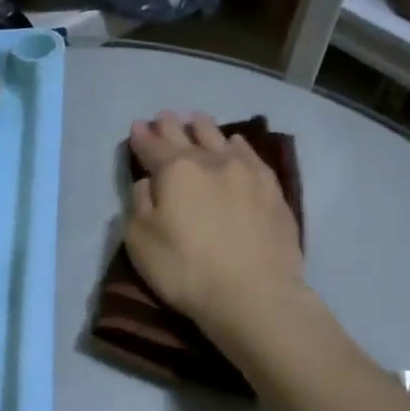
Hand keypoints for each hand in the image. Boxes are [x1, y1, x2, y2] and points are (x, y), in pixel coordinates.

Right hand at [126, 111, 307, 337]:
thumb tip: (147, 182)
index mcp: (175, 171)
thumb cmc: (186, 270)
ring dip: (204, 128)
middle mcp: (211, 161)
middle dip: (171, 126)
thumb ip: (140, 204)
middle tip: (164, 117)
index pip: (152, 147)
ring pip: (221, 139)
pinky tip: (235, 143)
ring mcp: (246, 172)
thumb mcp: (141, 241)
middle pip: (187, 136)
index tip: (136, 127)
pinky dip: (237, 145)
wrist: (253, 294)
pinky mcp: (272, 190)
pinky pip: (251, 155)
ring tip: (197, 120)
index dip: (141, 138)